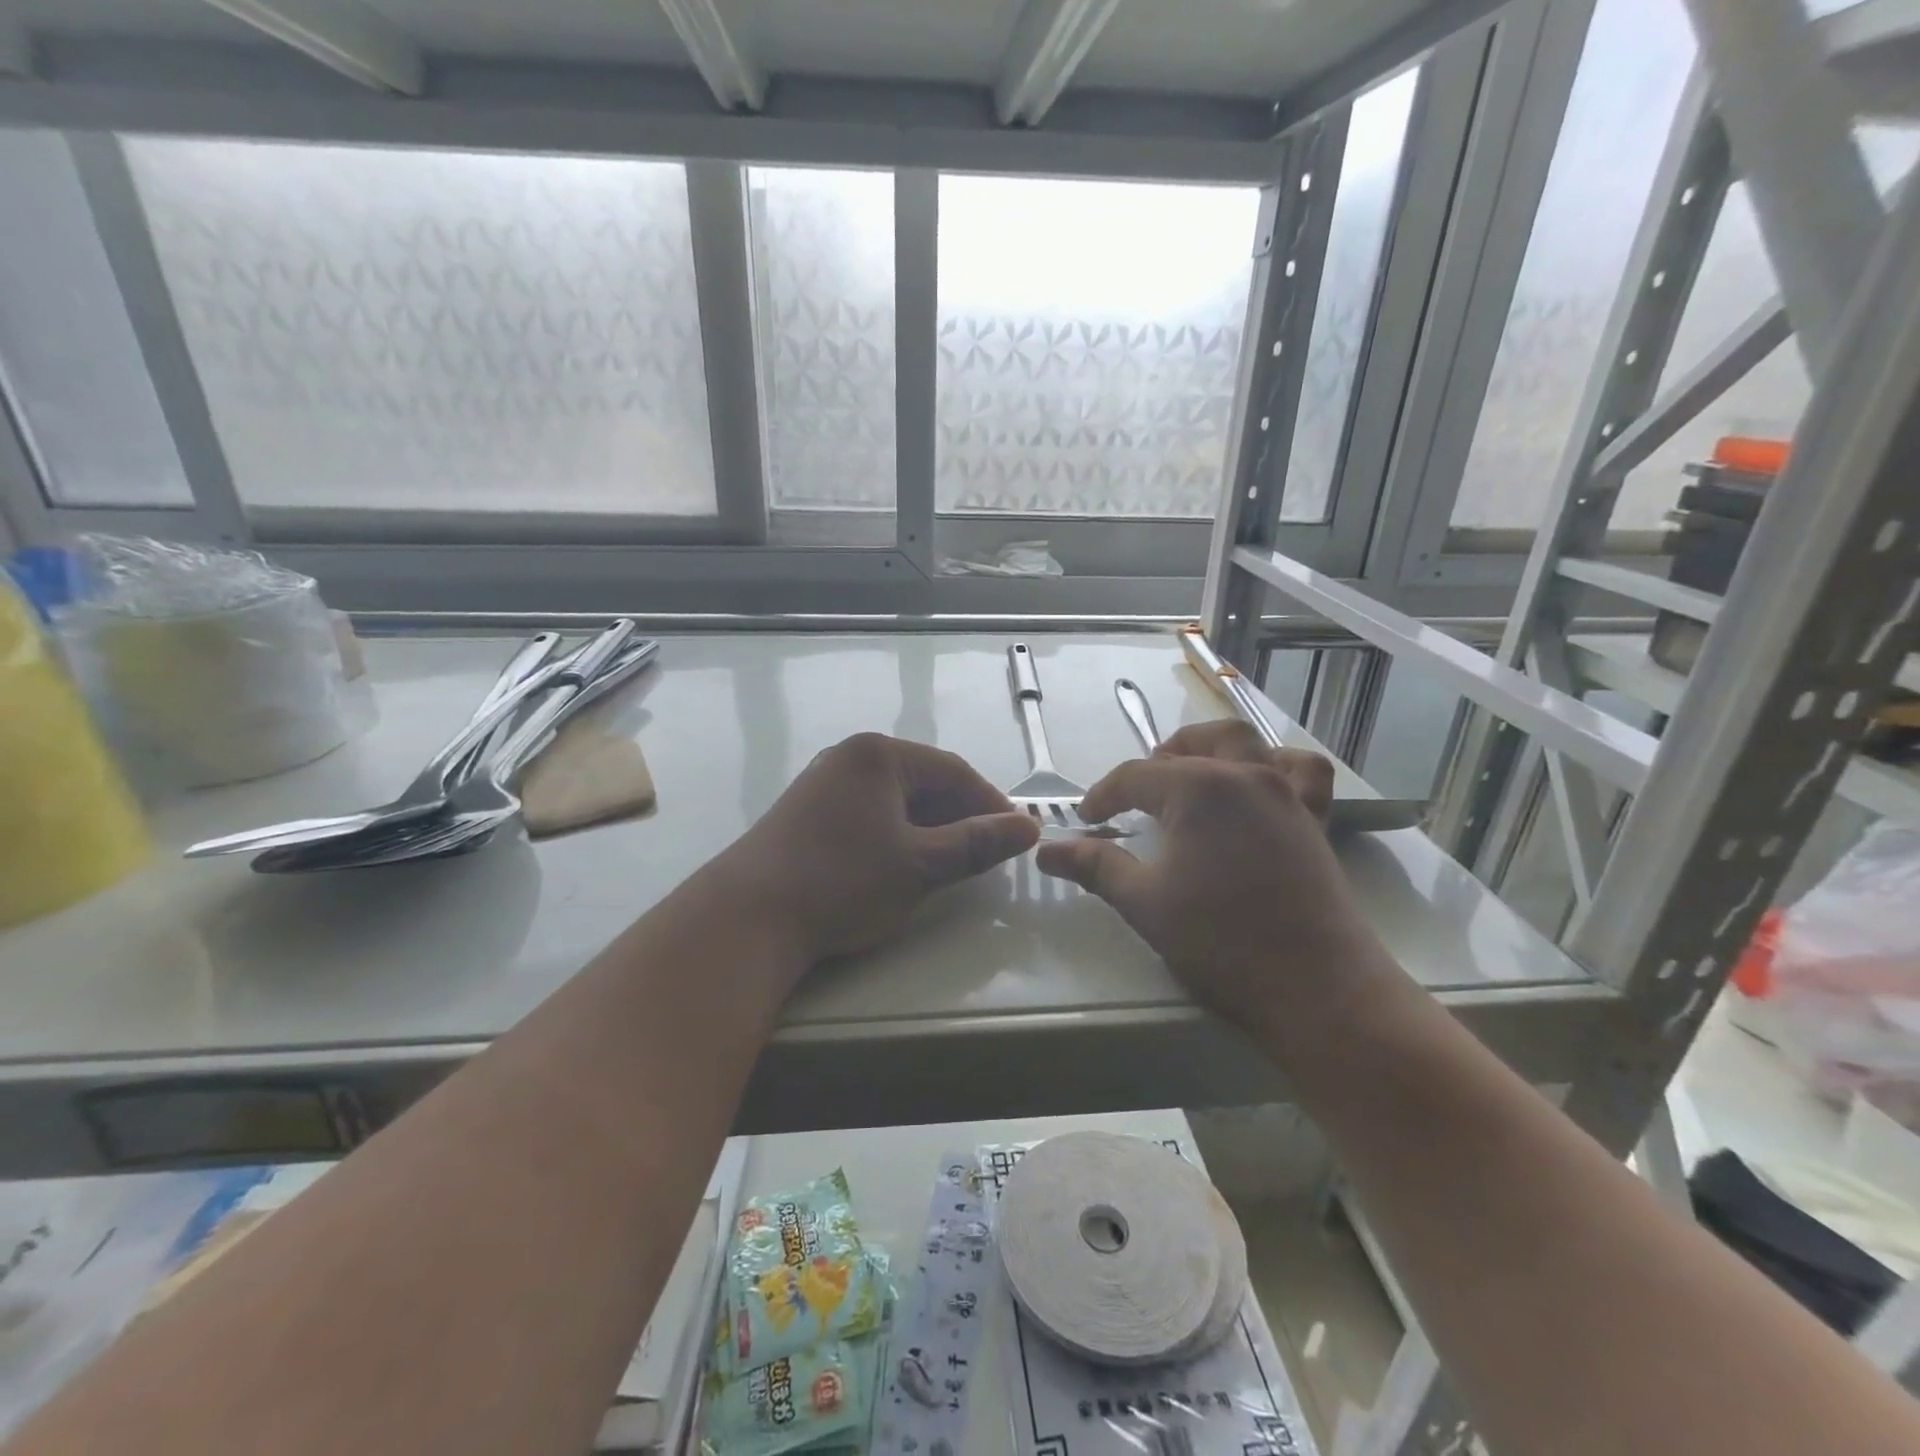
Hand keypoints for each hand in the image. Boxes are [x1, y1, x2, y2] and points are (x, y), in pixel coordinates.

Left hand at [714, 732, 1039, 965]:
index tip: (1016, 835)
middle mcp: (849, 758)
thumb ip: (977, 843)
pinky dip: (895, 836)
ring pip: (895, 801)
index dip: (990, 803)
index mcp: (879, 755)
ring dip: (928, 828)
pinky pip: (868, 815)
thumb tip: (1029, 827)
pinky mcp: (806, 814)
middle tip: (985, 854)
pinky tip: (901, 865)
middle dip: (959, 816)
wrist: (747, 917)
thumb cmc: (843, 882)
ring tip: (949, 864)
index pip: (953, 770)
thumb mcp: (920, 864)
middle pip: (922, 781)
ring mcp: (822, 784)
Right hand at [1035, 721, 1387, 1033]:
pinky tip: (1260, 786)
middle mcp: (1244, 776)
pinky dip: (1277, 765)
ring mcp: (1285, 794)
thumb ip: (1095, 868)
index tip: (1085, 820)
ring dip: (1212, 748)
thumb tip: (1046, 851)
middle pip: (1194, 743)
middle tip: (1136, 795)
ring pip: (1247, 743)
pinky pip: (1301, 772)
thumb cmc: (1222, 944)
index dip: (1104, 795)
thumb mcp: (1145, 904)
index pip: (1136, 777)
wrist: (1318, 990)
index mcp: (1198, 790)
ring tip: (1191, 775)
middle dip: (1159, 759)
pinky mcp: (1314, 819)